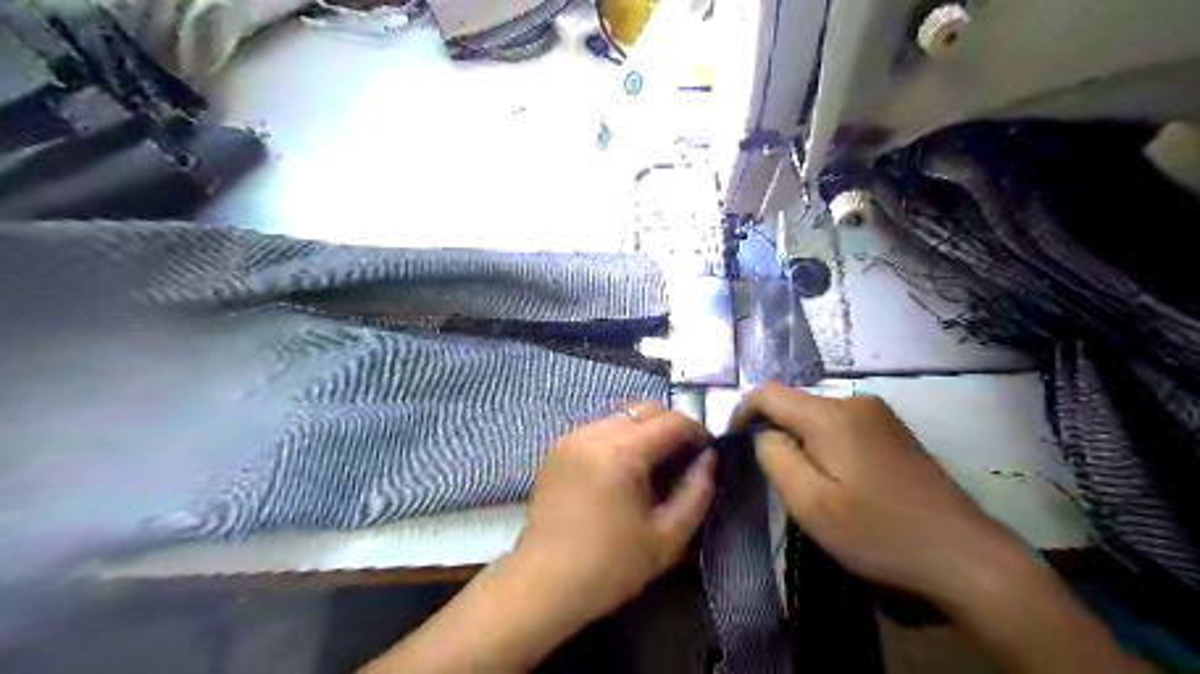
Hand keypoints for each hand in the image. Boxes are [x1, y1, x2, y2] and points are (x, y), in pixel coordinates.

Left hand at [513, 399, 709, 625]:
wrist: (545, 583)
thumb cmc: (611, 566)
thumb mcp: (668, 537)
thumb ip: (698, 492)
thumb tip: (710, 457)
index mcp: (623, 452)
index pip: (673, 420)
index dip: (698, 432)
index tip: (708, 453)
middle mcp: (595, 433)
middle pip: (646, 408)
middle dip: (671, 426)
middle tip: (682, 458)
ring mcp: (572, 436)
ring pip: (622, 415)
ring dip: (644, 430)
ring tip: (651, 465)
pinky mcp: (558, 447)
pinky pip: (599, 427)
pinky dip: (619, 437)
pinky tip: (621, 469)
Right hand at [731, 384, 1030, 611]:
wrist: (967, 558)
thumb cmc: (880, 532)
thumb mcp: (810, 503)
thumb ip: (774, 457)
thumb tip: (763, 434)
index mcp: (832, 415)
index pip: (768, 392)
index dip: (742, 412)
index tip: (732, 443)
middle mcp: (856, 402)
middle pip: (794, 404)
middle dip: (774, 432)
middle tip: (773, 478)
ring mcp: (880, 415)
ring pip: (817, 416)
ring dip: (801, 441)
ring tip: (805, 484)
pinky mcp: (895, 433)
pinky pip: (842, 427)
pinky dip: (825, 446)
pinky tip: (839, 481)